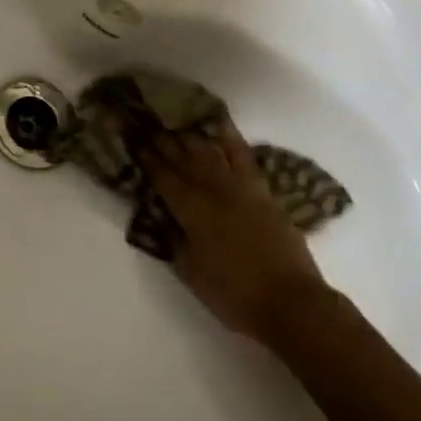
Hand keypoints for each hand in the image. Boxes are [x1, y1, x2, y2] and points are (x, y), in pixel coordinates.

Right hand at [140, 119, 330, 340]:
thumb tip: (162, 215)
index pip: (161, 174)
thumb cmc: (234, 294)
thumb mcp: (190, 271)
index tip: (129, 133)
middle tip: (143, 118)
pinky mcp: (262, 191)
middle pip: (182, 156)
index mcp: (191, 209)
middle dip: (160, 137)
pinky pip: (243, 156)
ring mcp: (240, 187)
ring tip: (172, 117)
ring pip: (209, 151)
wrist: (292, 302)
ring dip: (189, 133)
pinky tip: (219, 123)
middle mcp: (213, 189)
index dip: (143, 153)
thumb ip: (172, 238)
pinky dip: (230, 137)